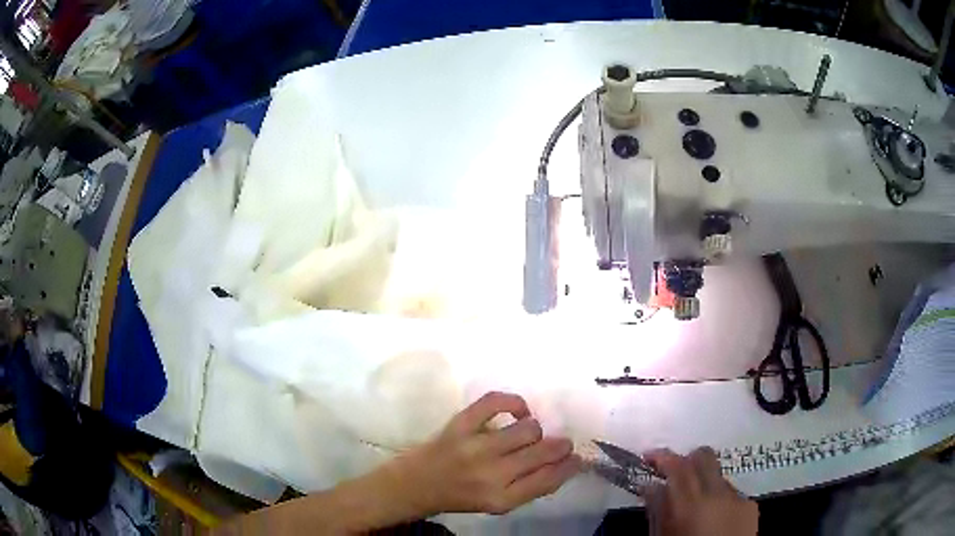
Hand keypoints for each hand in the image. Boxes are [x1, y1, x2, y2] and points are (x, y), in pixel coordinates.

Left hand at [395, 392, 581, 515]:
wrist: (416, 484)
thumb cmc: (461, 496)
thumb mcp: (498, 504)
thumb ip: (530, 487)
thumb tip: (564, 464)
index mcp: (502, 499)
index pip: (548, 480)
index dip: (569, 466)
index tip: (577, 458)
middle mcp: (492, 474)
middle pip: (543, 452)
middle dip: (560, 446)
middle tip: (561, 443)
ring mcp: (475, 447)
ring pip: (527, 428)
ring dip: (535, 430)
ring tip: (528, 434)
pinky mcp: (460, 424)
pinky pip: (495, 402)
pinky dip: (513, 402)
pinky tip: (518, 411)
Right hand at [643, 447, 757, 535]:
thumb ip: (658, 509)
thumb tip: (651, 486)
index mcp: (690, 504)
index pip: (677, 465)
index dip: (662, 456)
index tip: (649, 457)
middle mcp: (717, 493)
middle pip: (704, 457)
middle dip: (687, 460)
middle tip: (673, 474)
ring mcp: (737, 497)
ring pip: (718, 475)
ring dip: (704, 482)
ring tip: (695, 506)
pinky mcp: (751, 505)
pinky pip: (732, 493)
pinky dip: (720, 499)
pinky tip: (714, 518)